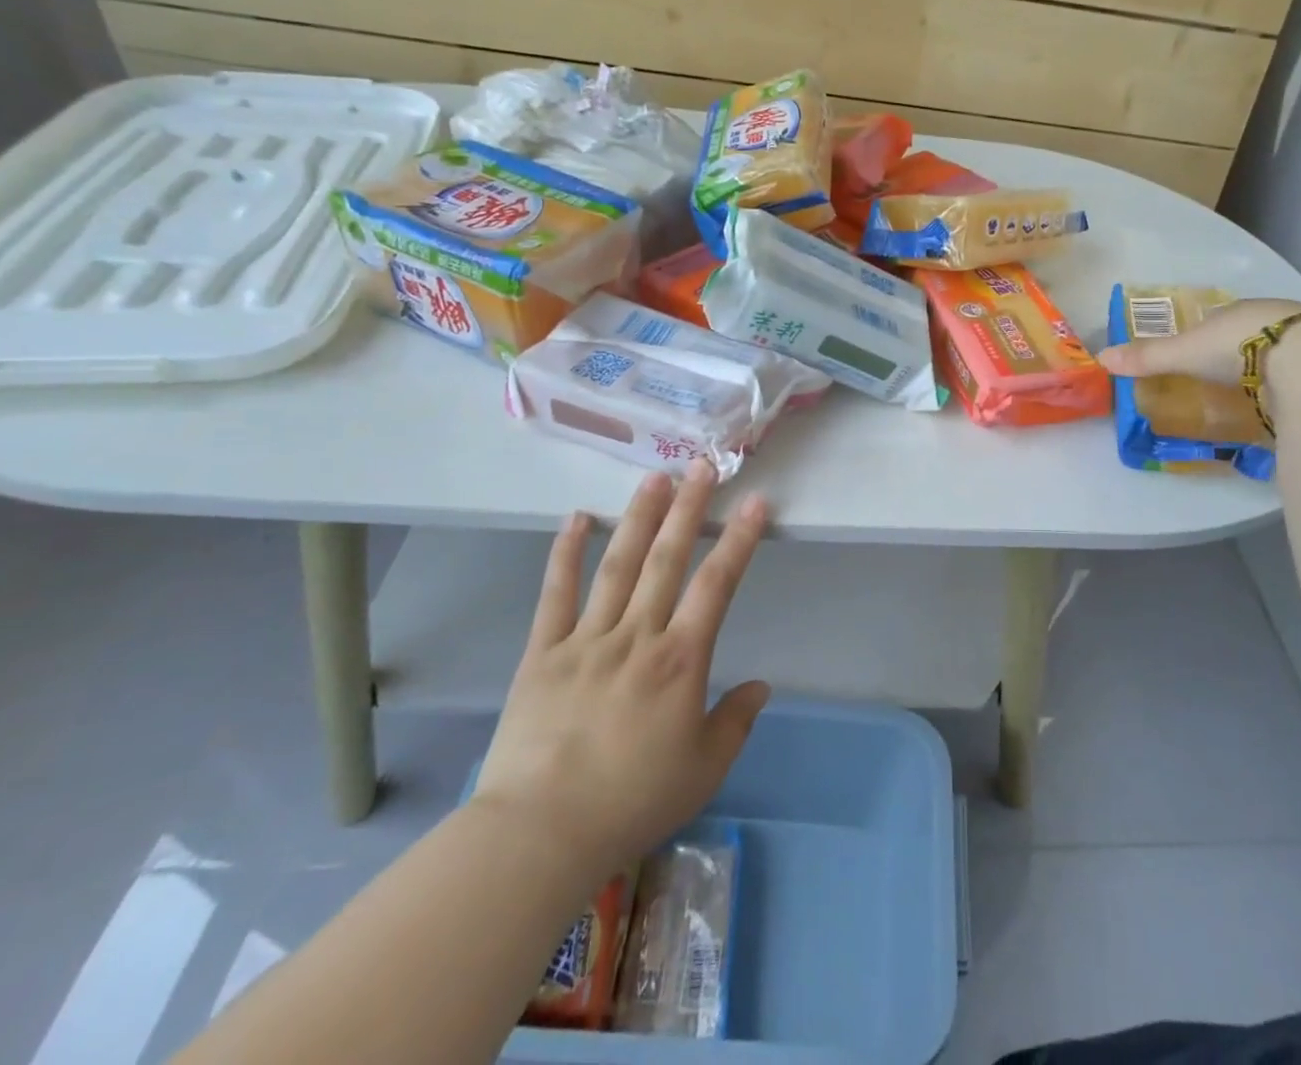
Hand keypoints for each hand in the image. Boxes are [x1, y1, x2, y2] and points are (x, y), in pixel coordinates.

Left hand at [472, 462, 770, 871]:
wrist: (539, 835)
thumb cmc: (631, 803)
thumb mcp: (703, 770)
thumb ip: (736, 721)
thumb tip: (761, 685)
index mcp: (680, 661)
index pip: (717, 585)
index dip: (739, 540)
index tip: (755, 502)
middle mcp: (637, 635)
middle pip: (668, 559)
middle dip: (689, 508)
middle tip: (701, 466)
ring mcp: (586, 639)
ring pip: (618, 565)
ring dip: (638, 518)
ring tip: (654, 478)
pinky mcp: (543, 653)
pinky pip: (556, 595)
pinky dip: (566, 554)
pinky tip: (576, 519)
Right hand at [1097, 297, 1300, 384]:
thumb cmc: (1240, 346)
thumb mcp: (1184, 352)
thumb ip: (1148, 357)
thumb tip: (1102, 358)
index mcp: (1238, 310)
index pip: (1216, 319)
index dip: (1204, 334)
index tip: (1195, 353)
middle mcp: (1273, 318)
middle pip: (1247, 335)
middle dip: (1236, 352)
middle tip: (1221, 376)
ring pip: (1278, 353)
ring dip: (1266, 369)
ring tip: (1251, 393)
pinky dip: (1290, 387)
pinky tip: (1283, 402)